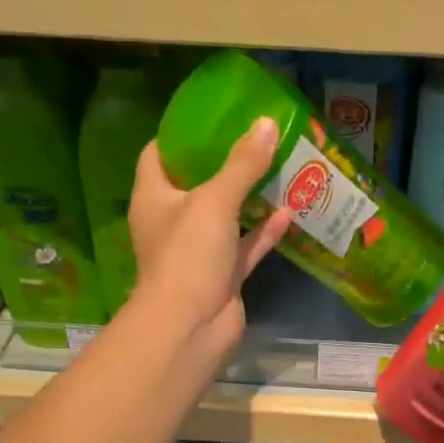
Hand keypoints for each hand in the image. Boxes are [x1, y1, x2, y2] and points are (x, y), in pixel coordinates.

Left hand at [127, 117, 292, 361]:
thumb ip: (242, 164)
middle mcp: (173, 221)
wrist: (191, 327)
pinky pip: (245, 246)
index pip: (159, 154)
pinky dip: (264, 231)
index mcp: (154, 197)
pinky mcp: (223, 275)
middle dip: (225, 162)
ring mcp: (199, 251)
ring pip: (226, 216)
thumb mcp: (215, 201)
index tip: (212, 115)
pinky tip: (289, 210)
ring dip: (249, 196)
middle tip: (255, 136)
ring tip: (277, 166)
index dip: (182, 134)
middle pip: (197, 183)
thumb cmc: (188, 255)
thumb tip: (267, 123)